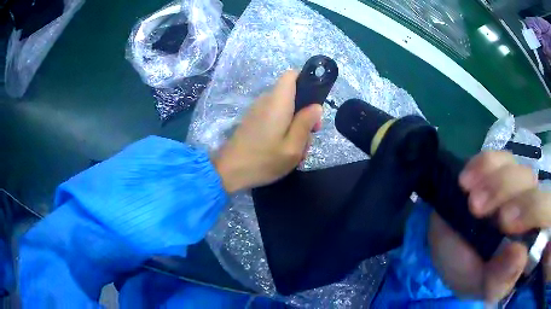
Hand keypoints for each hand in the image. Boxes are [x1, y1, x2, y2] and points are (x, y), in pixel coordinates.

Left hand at [213, 71, 322, 192]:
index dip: (306, 81)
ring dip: (295, 124)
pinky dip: (283, 129)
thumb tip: (316, 107)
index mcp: (277, 102)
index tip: (315, 102)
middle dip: (304, 111)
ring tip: (298, 148)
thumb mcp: (292, 147)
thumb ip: (306, 123)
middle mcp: (266, 101)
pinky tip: (284, 149)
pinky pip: (275, 117)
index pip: (291, 75)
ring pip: (285, 109)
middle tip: (310, 134)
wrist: (228, 172)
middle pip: (292, 95)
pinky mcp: (253, 121)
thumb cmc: (263, 160)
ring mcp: (257, 111)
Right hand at [429, 151, 550, 301]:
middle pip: (535, 186)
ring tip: (469, 201)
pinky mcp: (501, 170)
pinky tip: (466, 181)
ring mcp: (519, 188)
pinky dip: (483, 165)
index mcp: (532, 241)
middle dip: (507, 192)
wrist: (448, 247)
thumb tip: (520, 256)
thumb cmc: (468, 273)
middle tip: (477, 208)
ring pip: (519, 171)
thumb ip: (499, 282)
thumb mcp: (479, 286)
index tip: (505, 224)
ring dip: (493, 183)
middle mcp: (532, 209)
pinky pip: (499, 158)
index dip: (536, 210)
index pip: (548, 214)